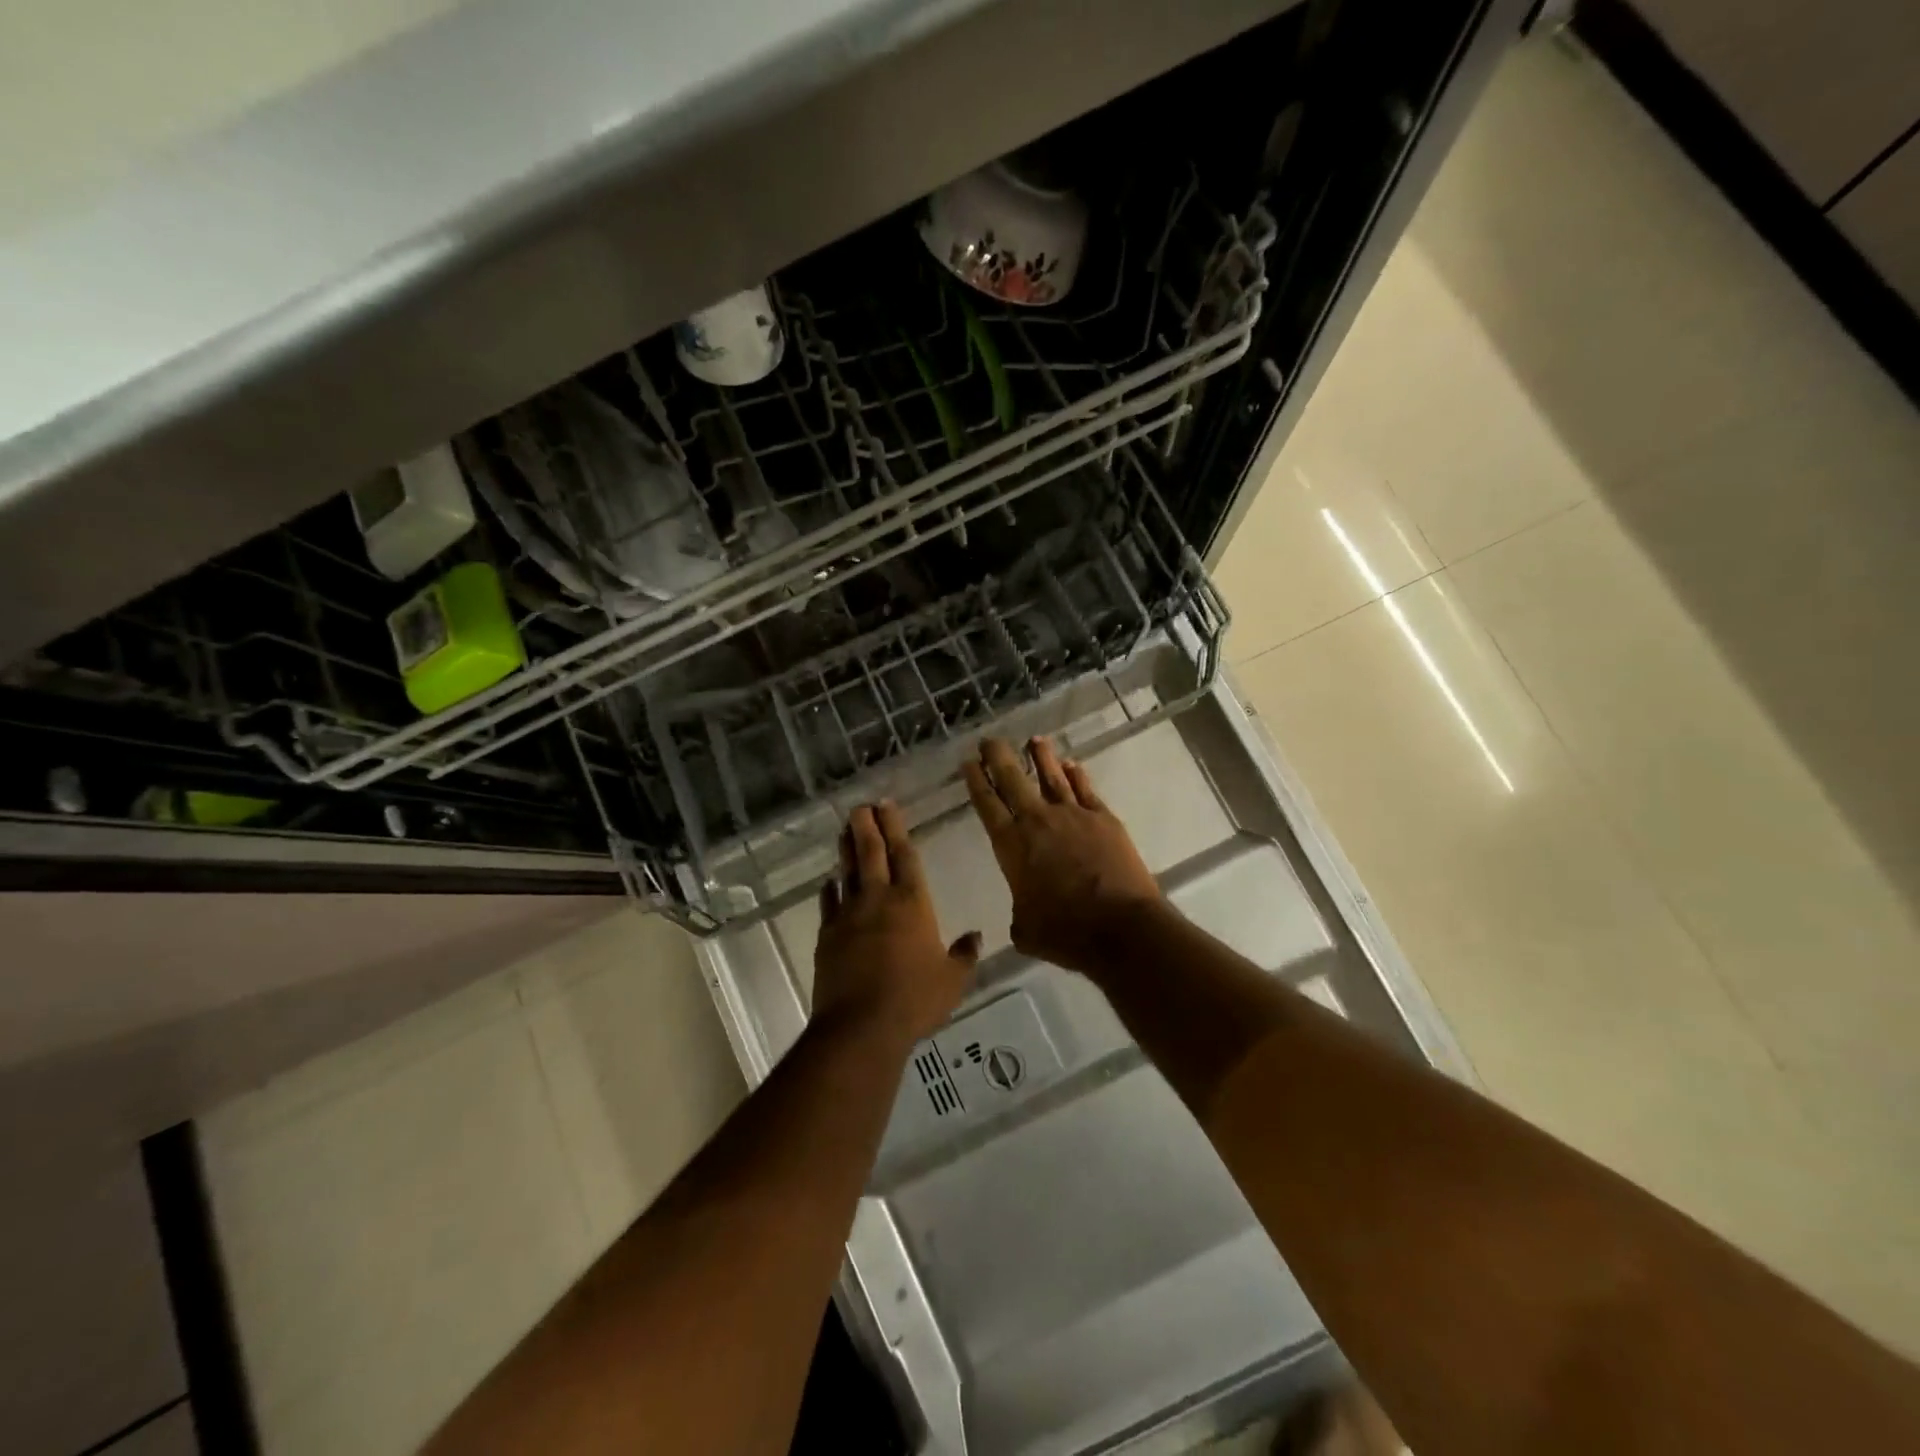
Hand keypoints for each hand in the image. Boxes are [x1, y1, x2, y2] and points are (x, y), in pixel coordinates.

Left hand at [813, 802, 980, 1044]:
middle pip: (871, 853)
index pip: (904, 855)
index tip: (887, 805)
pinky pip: (828, 903)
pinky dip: (829, 889)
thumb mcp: (952, 980)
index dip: (896, 828)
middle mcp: (879, 899)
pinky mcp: (827, 935)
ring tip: (845, 829)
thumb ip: (964, 955)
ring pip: (848, 872)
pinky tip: (828, 881)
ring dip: (847, 848)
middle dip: (867, 825)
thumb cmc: (915, 1000)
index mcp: (913, 903)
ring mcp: (849, 915)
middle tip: (861, 805)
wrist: (861, 1026)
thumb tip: (976, 936)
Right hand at [963, 737, 1160, 976]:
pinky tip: (1071, 764)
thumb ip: (1020, 910)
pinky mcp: (1104, 819)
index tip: (969, 762)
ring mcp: (1074, 816)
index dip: (976, 781)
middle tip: (989, 740)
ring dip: (1041, 756)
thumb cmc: (1065, 933)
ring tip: (1034, 739)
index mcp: (1012, 846)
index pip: (987, 804)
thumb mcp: (1025, 929)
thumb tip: (1026, 909)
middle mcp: (1038, 821)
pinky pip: (1085, 789)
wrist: (1121, 928)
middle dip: (998, 756)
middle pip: (1013, 779)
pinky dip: (1076, 775)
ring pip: (1052, 776)